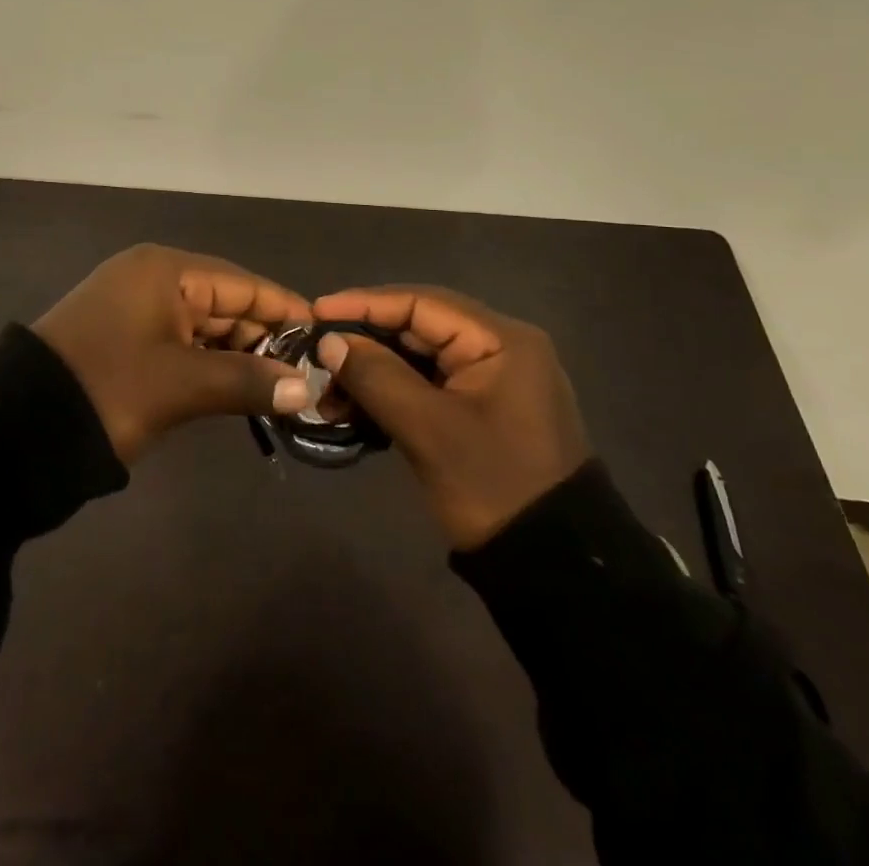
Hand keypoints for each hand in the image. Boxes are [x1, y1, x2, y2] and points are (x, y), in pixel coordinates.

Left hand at [32, 244, 314, 463]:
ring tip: (280, 388)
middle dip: (264, 339)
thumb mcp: (182, 385)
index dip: (284, 310)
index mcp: (165, 270)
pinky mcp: (124, 337)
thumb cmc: (109, 390)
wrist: (17, 429)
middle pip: (224, 302)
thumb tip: (306, 389)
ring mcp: (135, 307)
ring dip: (237, 355)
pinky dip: (208, 363)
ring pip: (203, 325)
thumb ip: (249, 381)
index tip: (324, 339)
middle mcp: (152, 277)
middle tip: (305, 376)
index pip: (242, 283)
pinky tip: (237, 388)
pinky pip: (180, 342)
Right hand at [313, 286, 590, 549]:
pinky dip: (391, 392)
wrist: (553, 566)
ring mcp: (492, 377)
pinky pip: (428, 384)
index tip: (315, 312)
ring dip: (372, 371)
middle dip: (364, 341)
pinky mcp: (481, 406)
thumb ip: (376, 376)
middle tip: (315, 353)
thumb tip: (329, 341)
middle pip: (418, 326)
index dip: (363, 304)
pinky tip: (354, 408)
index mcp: (500, 340)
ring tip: (327, 391)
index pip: (421, 302)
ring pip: (418, 357)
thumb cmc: (494, 487)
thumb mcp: (429, 430)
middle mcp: (499, 346)